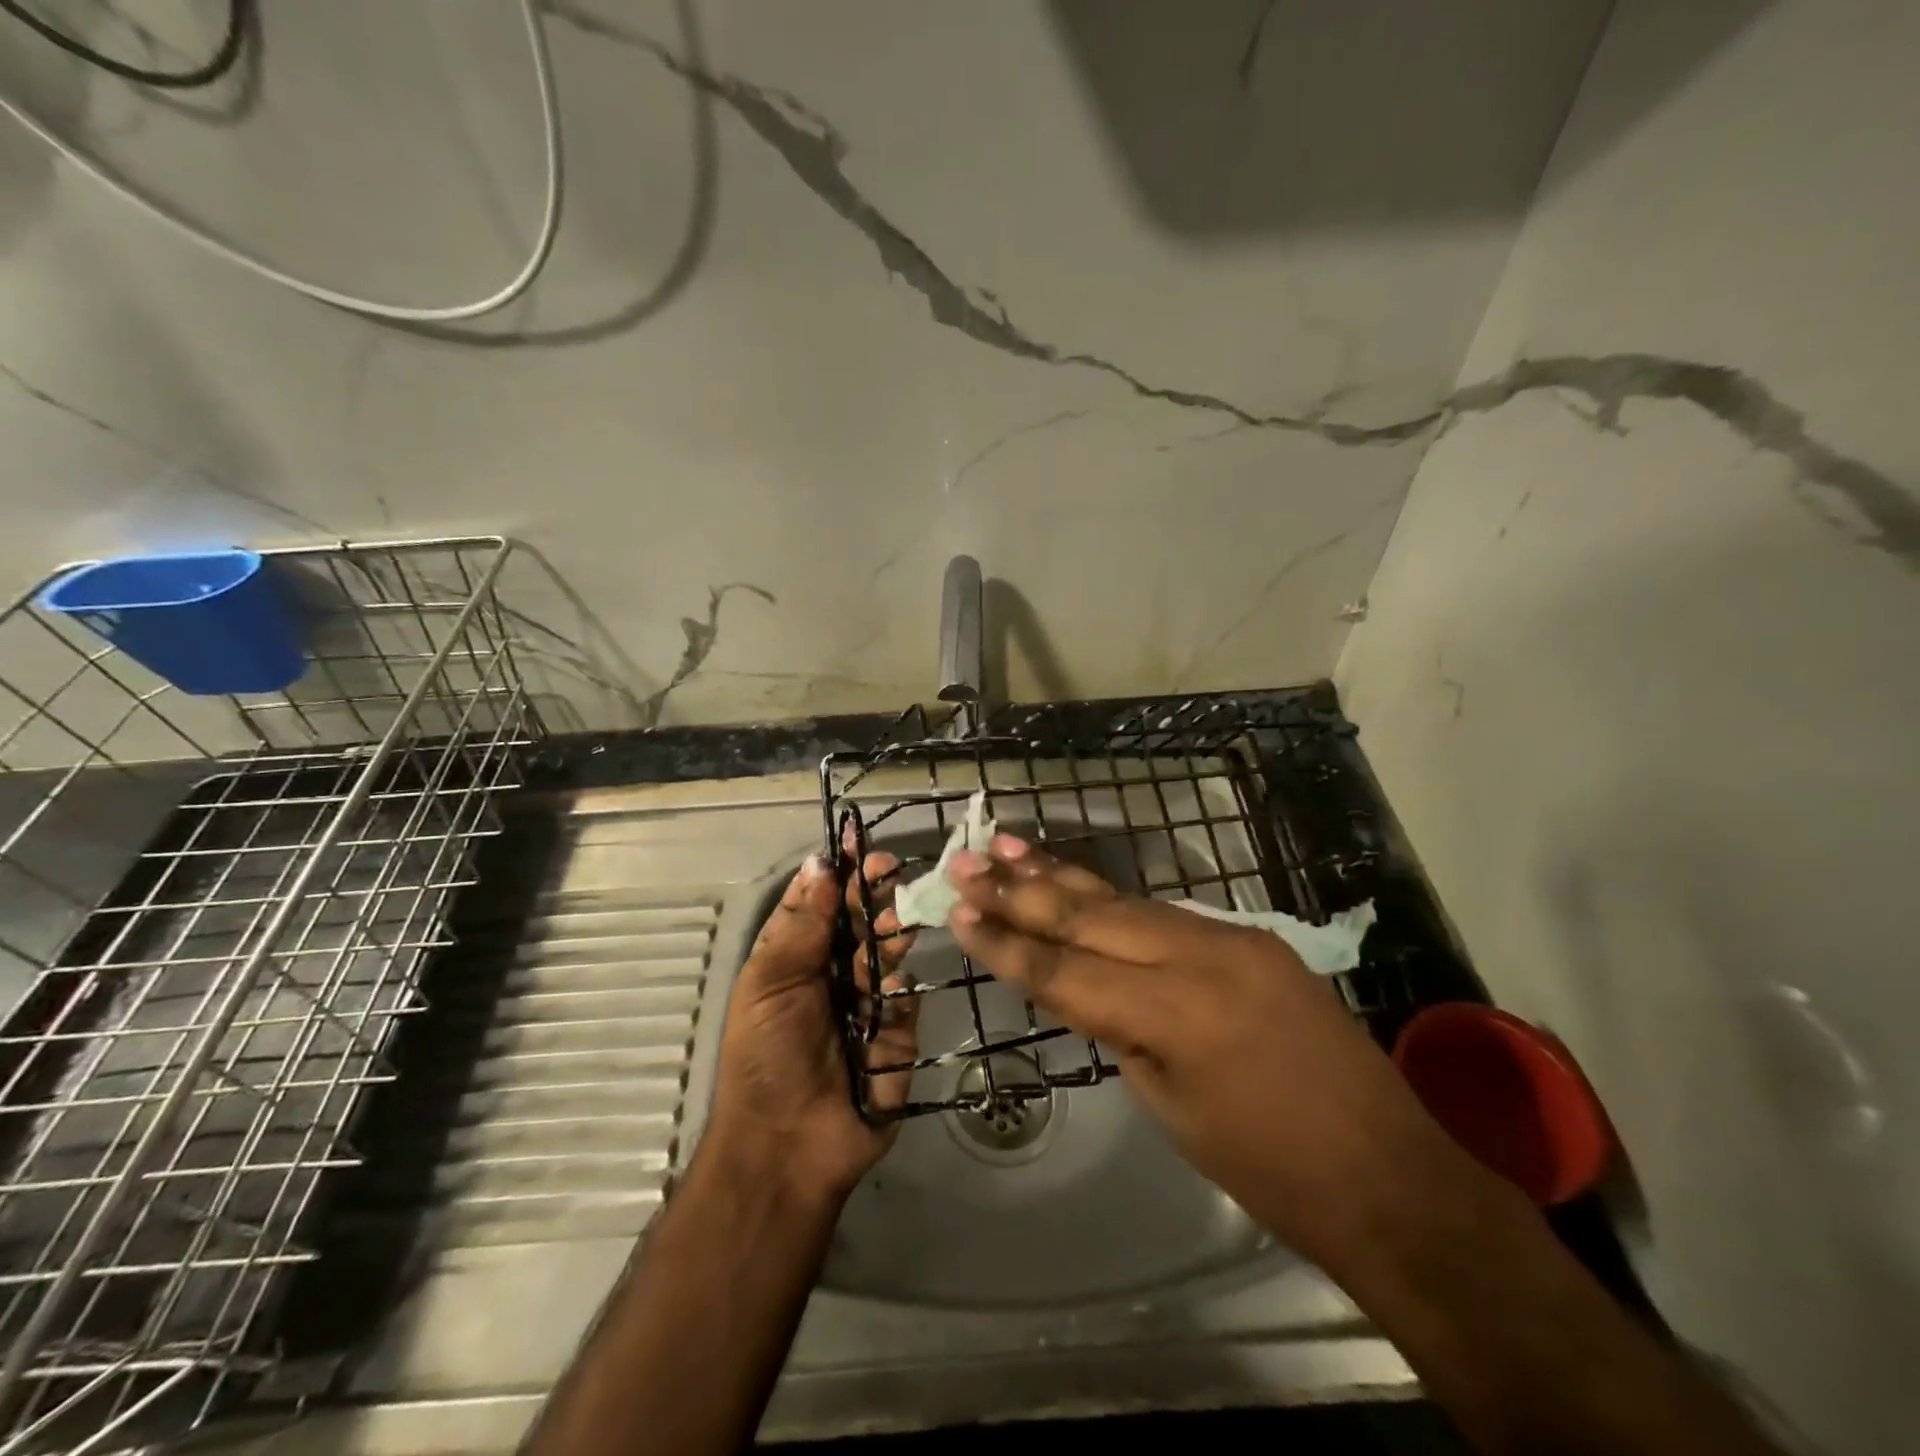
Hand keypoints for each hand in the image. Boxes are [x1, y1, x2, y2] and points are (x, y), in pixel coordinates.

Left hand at [703, 852, 918, 1203]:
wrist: (786, 1145)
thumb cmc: (765, 1056)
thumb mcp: (770, 982)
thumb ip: (802, 924)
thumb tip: (820, 864)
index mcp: (794, 957)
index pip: (819, 903)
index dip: (836, 873)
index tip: (857, 844)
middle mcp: (832, 973)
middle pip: (858, 920)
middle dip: (871, 893)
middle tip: (889, 870)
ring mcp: (868, 1002)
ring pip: (886, 951)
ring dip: (890, 929)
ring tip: (894, 918)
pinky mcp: (898, 1033)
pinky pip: (904, 998)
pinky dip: (898, 987)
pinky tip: (889, 986)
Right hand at [945, 835, 1492, 1273]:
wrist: (1389, 1175)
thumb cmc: (1269, 1169)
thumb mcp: (1169, 1104)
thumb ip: (1119, 1030)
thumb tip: (1079, 984)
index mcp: (1175, 1012)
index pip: (1066, 969)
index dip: (1006, 943)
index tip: (958, 913)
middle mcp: (1201, 955)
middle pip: (1090, 916)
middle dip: (1021, 890)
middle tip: (966, 861)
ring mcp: (1233, 937)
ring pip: (1126, 900)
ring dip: (1063, 877)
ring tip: (1008, 847)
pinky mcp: (1252, 936)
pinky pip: (1167, 913)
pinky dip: (1114, 901)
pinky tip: (1078, 885)